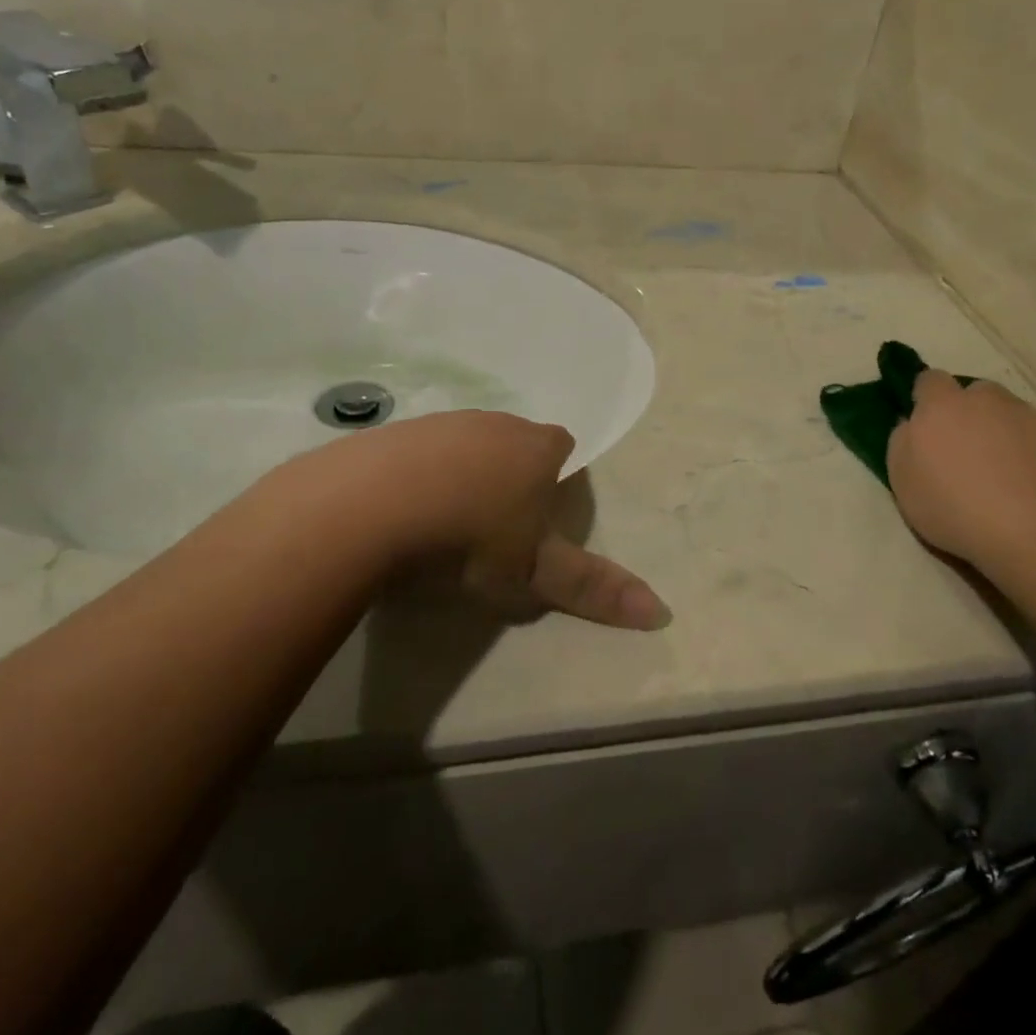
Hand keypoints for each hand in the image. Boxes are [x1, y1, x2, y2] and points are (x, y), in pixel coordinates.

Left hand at [331, 411, 671, 631]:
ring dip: (463, 474)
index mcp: (535, 446)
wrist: (372, 507)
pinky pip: (418, 452)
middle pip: (514, 442)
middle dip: (510, 473)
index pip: (562, 446)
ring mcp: (443, 422)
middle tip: (495, 526)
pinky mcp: (395, 433)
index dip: (556, 476)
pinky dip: (418, 476)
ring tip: (446, 523)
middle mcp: (494, 423)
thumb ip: (593, 588)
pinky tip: (402, 511)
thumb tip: (662, 612)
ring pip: (466, 444)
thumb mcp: (534, 572)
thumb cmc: (471, 538)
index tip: (539, 515)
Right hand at [886, 373, 1035, 571]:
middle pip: (976, 393)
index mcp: (943, 406)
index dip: (926, 398)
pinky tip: (1033, 491)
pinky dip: (1034, 456)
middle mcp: (989, 401)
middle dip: (969, 413)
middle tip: (964, 452)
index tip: (925, 425)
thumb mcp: (902, 481)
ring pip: (1012, 415)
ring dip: (1003, 433)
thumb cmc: (955, 508)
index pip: (929, 380)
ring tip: (1003, 476)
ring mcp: (1033, 419)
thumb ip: (902, 442)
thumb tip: (912, 424)